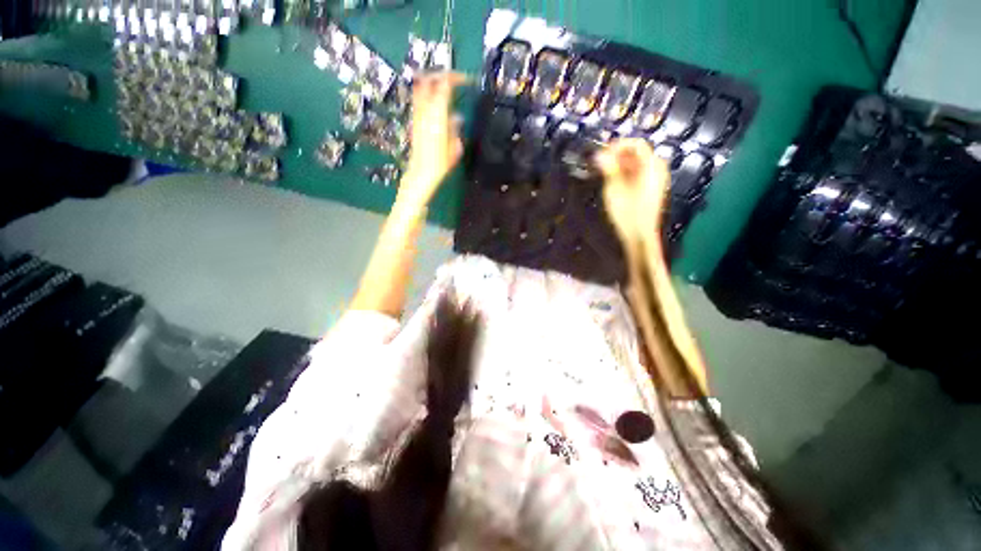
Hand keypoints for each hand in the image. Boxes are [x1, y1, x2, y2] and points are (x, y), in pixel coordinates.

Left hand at [399, 72, 465, 207]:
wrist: (422, 173)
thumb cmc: (441, 164)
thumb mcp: (455, 147)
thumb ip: (455, 128)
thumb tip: (456, 117)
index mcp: (438, 115)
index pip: (445, 84)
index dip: (455, 77)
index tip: (466, 80)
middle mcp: (425, 110)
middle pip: (428, 79)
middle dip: (441, 74)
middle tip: (453, 79)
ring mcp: (417, 114)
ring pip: (420, 87)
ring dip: (432, 82)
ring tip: (444, 86)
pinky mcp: (413, 121)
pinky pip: (418, 99)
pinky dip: (427, 93)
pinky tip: (435, 101)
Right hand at [596, 139, 670, 250]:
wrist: (640, 236)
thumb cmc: (627, 214)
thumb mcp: (614, 190)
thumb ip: (608, 169)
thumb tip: (598, 154)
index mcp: (651, 167)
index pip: (637, 144)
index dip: (618, 145)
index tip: (602, 153)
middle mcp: (657, 170)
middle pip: (638, 153)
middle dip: (619, 155)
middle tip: (601, 164)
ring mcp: (656, 180)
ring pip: (638, 164)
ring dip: (621, 165)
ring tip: (605, 173)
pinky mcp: (652, 190)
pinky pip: (640, 174)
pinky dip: (627, 173)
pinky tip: (616, 183)